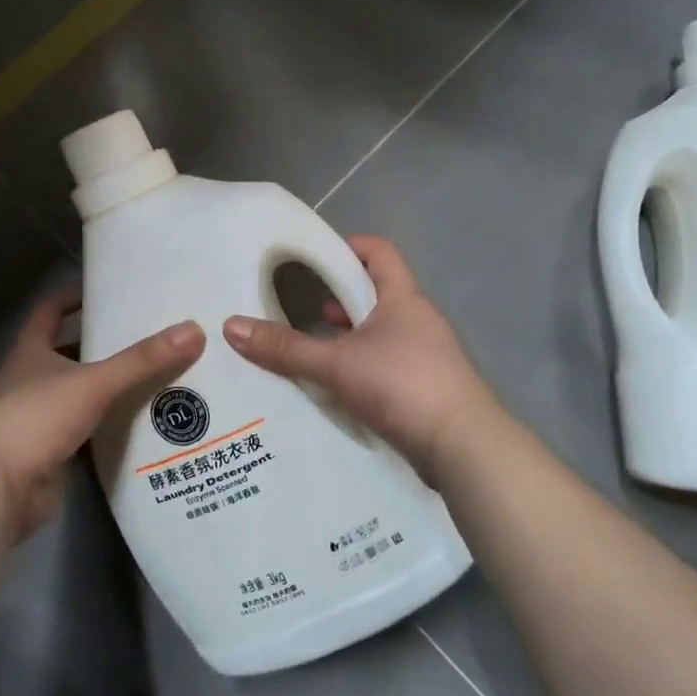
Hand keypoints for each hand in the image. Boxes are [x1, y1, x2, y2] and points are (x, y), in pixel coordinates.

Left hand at [0, 288, 204, 541]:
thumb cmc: (35, 419)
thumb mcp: (94, 383)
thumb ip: (142, 360)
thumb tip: (194, 330)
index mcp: (30, 352)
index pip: (49, 311)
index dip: (73, 297)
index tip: (106, 291)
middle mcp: (28, 380)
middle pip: (67, 353)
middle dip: (101, 345)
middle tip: (146, 337)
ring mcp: (34, 420)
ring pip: (76, 394)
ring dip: (106, 389)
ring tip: (154, 377)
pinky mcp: (46, 455)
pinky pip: (83, 432)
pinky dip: (106, 427)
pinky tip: (139, 425)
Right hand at [222, 235, 499, 484]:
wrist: (465, 449)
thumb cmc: (403, 386)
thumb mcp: (336, 364)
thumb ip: (285, 348)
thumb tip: (231, 326)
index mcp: (403, 298)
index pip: (379, 252)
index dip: (349, 246)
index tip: (314, 256)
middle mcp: (418, 319)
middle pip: (376, 292)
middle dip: (339, 296)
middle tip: (299, 303)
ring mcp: (427, 355)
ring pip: (380, 331)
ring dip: (349, 335)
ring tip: (311, 344)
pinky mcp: (427, 387)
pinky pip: (387, 363)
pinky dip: (361, 365)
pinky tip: (335, 384)